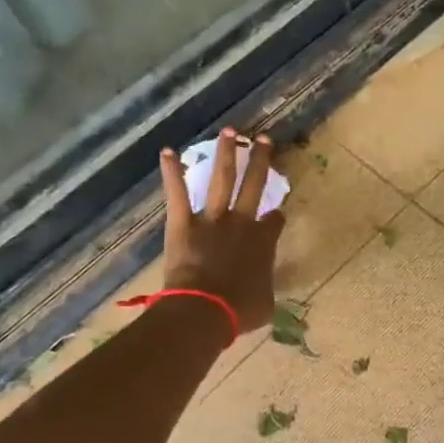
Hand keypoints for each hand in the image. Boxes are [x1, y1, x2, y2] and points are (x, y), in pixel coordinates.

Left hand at [158, 130, 285, 334]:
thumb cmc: (239, 311)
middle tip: (264, 139)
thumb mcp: (266, 303)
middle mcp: (242, 222)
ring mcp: (212, 219)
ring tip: (230, 131)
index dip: (276, 216)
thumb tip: (264, 285)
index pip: (275, 220)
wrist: (205, 311)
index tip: (277, 213)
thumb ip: (267, 285)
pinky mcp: (183, 223)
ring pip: (221, 179)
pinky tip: (167, 151)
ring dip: (226, 154)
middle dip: (261, 160)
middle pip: (254, 185)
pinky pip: (177, 193)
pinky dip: (171, 172)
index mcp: (264, 241)